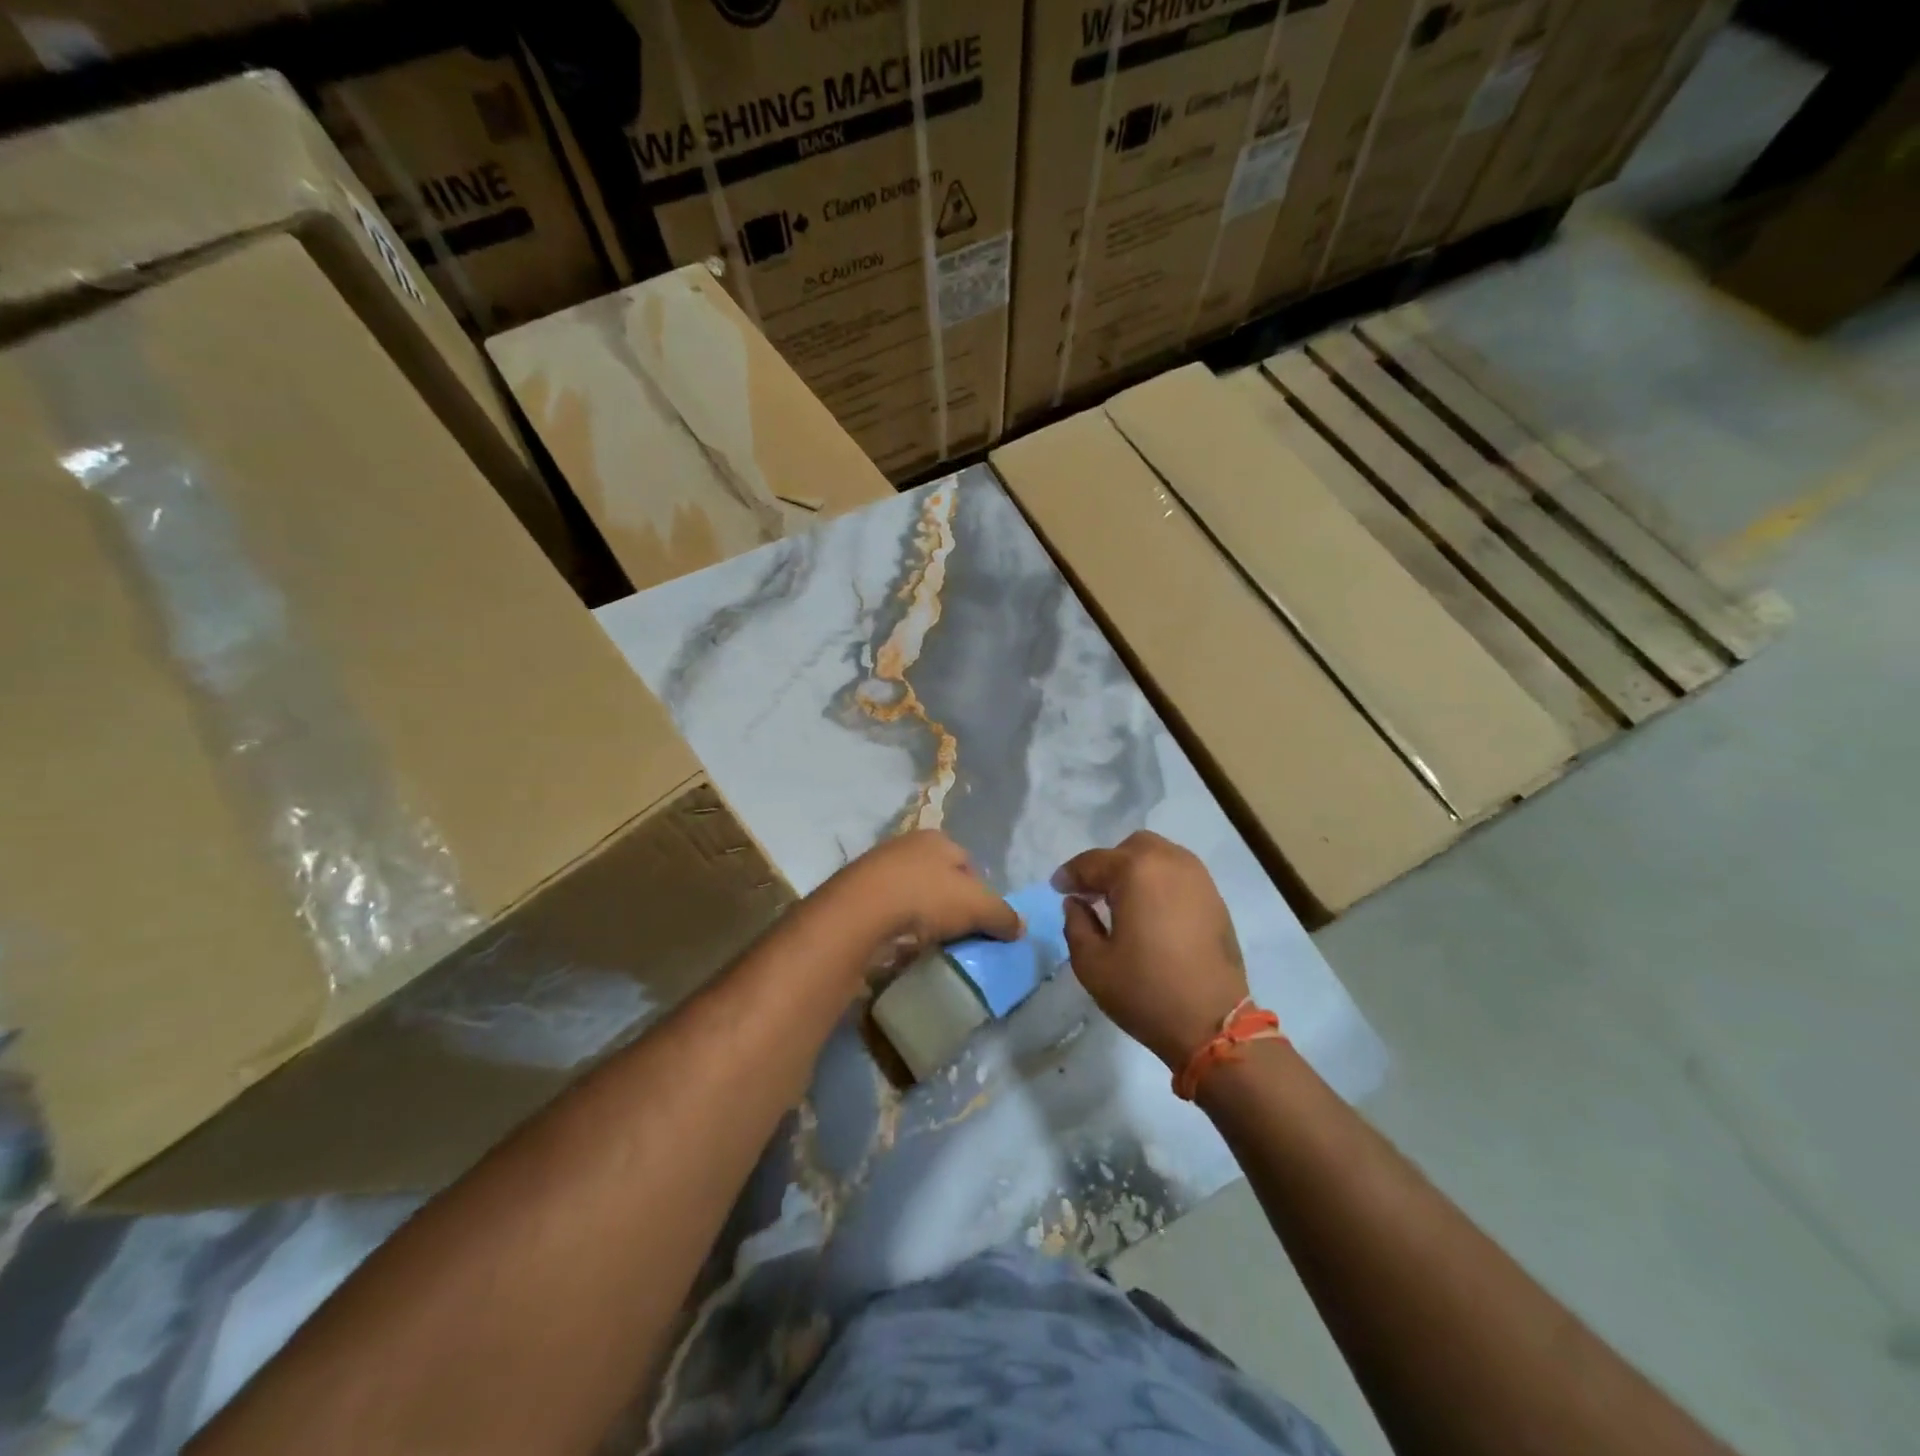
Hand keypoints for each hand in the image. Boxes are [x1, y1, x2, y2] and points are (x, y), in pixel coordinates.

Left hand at [811, 830, 1021, 974]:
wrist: (860, 911)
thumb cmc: (926, 897)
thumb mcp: (977, 906)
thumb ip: (1002, 915)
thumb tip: (1021, 927)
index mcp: (937, 839)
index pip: (967, 863)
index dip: (978, 892)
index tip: (979, 921)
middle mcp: (906, 845)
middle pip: (937, 877)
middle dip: (947, 903)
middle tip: (954, 934)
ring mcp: (876, 867)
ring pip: (909, 893)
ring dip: (919, 915)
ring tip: (926, 943)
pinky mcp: (854, 893)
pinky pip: (885, 910)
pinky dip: (895, 925)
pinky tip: (898, 943)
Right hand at [1055, 832, 1249, 1070]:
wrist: (1214, 1024)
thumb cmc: (1146, 992)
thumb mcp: (1092, 964)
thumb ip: (1076, 924)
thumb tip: (1076, 903)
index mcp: (1136, 872)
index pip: (1093, 862)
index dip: (1070, 875)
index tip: (1057, 888)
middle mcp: (1170, 863)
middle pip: (1130, 849)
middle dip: (1107, 866)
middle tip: (1092, 894)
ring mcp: (1198, 879)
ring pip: (1159, 857)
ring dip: (1136, 870)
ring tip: (1122, 901)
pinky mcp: (1215, 899)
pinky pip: (1180, 875)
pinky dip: (1160, 883)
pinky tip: (1151, 912)